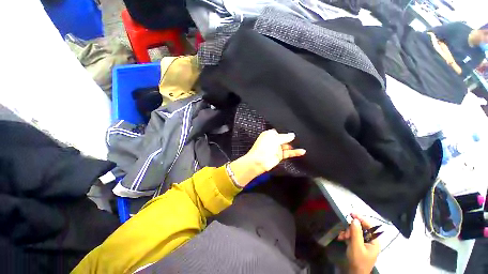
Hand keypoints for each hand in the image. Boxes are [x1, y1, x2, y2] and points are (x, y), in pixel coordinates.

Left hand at [229, 129, 305, 186]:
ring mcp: (276, 148)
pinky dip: (295, 152)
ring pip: (287, 146)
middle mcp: (273, 141)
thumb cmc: (263, 147)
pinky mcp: (279, 156)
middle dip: (290, 138)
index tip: (294, 130)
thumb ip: (285, 137)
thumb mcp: (274, 139)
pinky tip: (302, 151)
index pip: (279, 131)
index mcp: (269, 134)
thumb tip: (292, 135)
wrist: (259, 161)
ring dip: (294, 145)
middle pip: (284, 138)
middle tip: (301, 136)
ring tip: (303, 143)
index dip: (285, 131)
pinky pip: (288, 153)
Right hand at [338, 214, 379, 273]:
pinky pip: (352, 236)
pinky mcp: (358, 244)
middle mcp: (370, 240)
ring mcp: (364, 242)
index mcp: (374, 241)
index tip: (351, 213)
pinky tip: (341, 238)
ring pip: (355, 231)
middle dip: (351, 228)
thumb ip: (356, 232)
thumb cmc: (358, 260)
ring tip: (341, 236)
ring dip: (347, 232)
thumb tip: (355, 219)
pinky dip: (346, 235)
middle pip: (361, 228)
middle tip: (344, 232)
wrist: (354, 273)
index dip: (361, 218)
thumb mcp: (356, 246)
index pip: (369, 226)